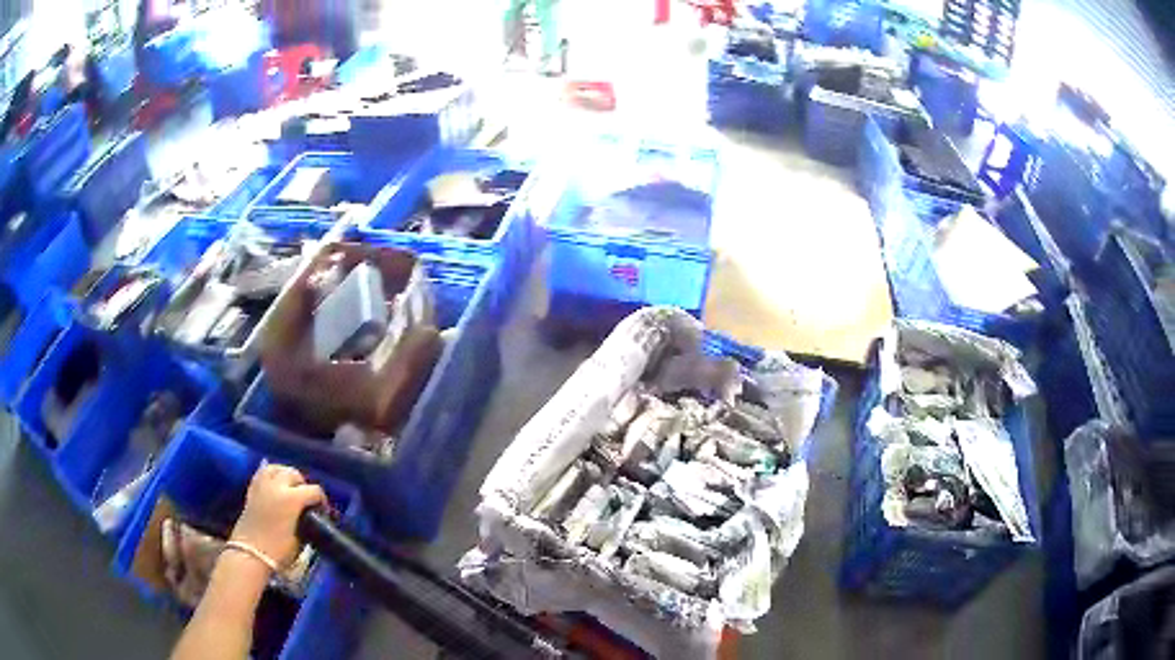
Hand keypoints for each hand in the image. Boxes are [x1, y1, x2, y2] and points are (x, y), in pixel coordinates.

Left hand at [230, 464, 325, 568]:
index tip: (323, 510)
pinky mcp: (252, 490)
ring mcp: (262, 486)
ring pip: (277, 468)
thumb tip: (309, 517)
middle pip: (294, 474)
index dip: (322, 499)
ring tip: (290, 487)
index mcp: (292, 499)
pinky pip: (262, 474)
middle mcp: (277, 486)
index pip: (314, 490)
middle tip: (307, 499)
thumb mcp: (300, 539)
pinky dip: (271, 475)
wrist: (250, 554)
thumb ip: (306, 521)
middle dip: (303, 484)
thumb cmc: (279, 551)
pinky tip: (275, 485)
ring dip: (285, 475)